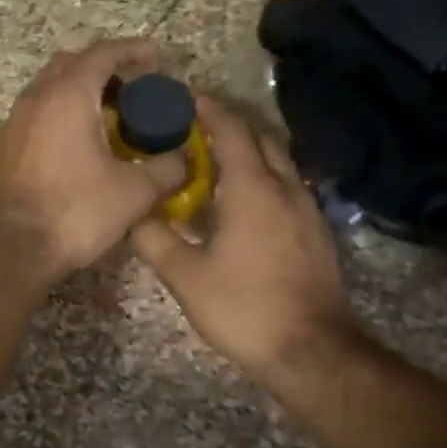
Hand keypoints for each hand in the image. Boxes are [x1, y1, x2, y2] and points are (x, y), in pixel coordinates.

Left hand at [0, 39, 187, 284]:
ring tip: (106, 118)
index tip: (156, 56)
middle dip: (103, 68)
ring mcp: (12, 124)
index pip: (102, 54)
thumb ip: (166, 169)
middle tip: (131, 90)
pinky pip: (34, 117)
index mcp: (67, 97)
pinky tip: (75, 147)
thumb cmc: (75, 213)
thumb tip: (183, 161)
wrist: (11, 250)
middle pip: (70, 65)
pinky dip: (58, 116)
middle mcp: (34, 100)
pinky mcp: (1, 150)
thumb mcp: (134, 193)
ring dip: (77, 93)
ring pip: (48, 90)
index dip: (132, 50)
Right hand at [132, 97, 357, 388]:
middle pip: (260, 137)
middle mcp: (285, 187)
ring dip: (249, 150)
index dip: (207, 108)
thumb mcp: (186, 276)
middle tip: (193, 127)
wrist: (312, 350)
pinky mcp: (316, 231)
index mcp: (253, 188)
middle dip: (229, 124)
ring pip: (278, 161)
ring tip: (214, 161)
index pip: (231, 129)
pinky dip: (263, 176)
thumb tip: (131, 211)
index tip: (182, 97)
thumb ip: (153, 238)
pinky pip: (287, 185)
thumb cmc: (245, 308)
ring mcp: (307, 209)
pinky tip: (242, 201)